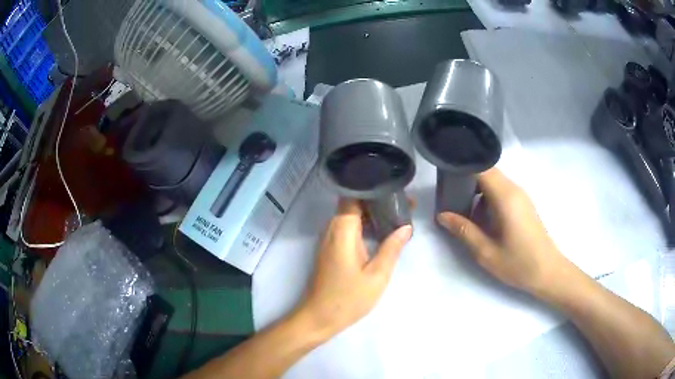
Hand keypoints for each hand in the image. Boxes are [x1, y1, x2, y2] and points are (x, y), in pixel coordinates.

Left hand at [297, 199, 411, 336]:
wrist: (319, 317)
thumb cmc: (348, 298)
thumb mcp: (377, 275)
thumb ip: (392, 248)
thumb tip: (406, 226)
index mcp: (342, 229)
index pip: (355, 194)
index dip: (375, 189)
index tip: (397, 191)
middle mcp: (332, 228)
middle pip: (354, 203)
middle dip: (379, 200)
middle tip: (405, 204)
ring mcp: (329, 239)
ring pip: (351, 216)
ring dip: (373, 214)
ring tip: (399, 215)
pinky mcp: (330, 249)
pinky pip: (348, 229)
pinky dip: (365, 226)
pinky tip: (382, 232)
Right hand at [437, 168, 571, 294]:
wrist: (548, 271)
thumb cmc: (518, 263)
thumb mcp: (486, 252)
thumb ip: (464, 230)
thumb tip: (442, 215)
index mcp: (505, 197)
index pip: (481, 167)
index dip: (462, 168)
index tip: (446, 179)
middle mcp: (514, 189)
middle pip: (487, 172)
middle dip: (467, 181)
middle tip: (450, 198)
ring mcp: (521, 196)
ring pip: (494, 182)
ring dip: (477, 192)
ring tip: (465, 212)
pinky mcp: (523, 204)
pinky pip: (502, 191)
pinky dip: (488, 199)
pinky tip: (483, 220)